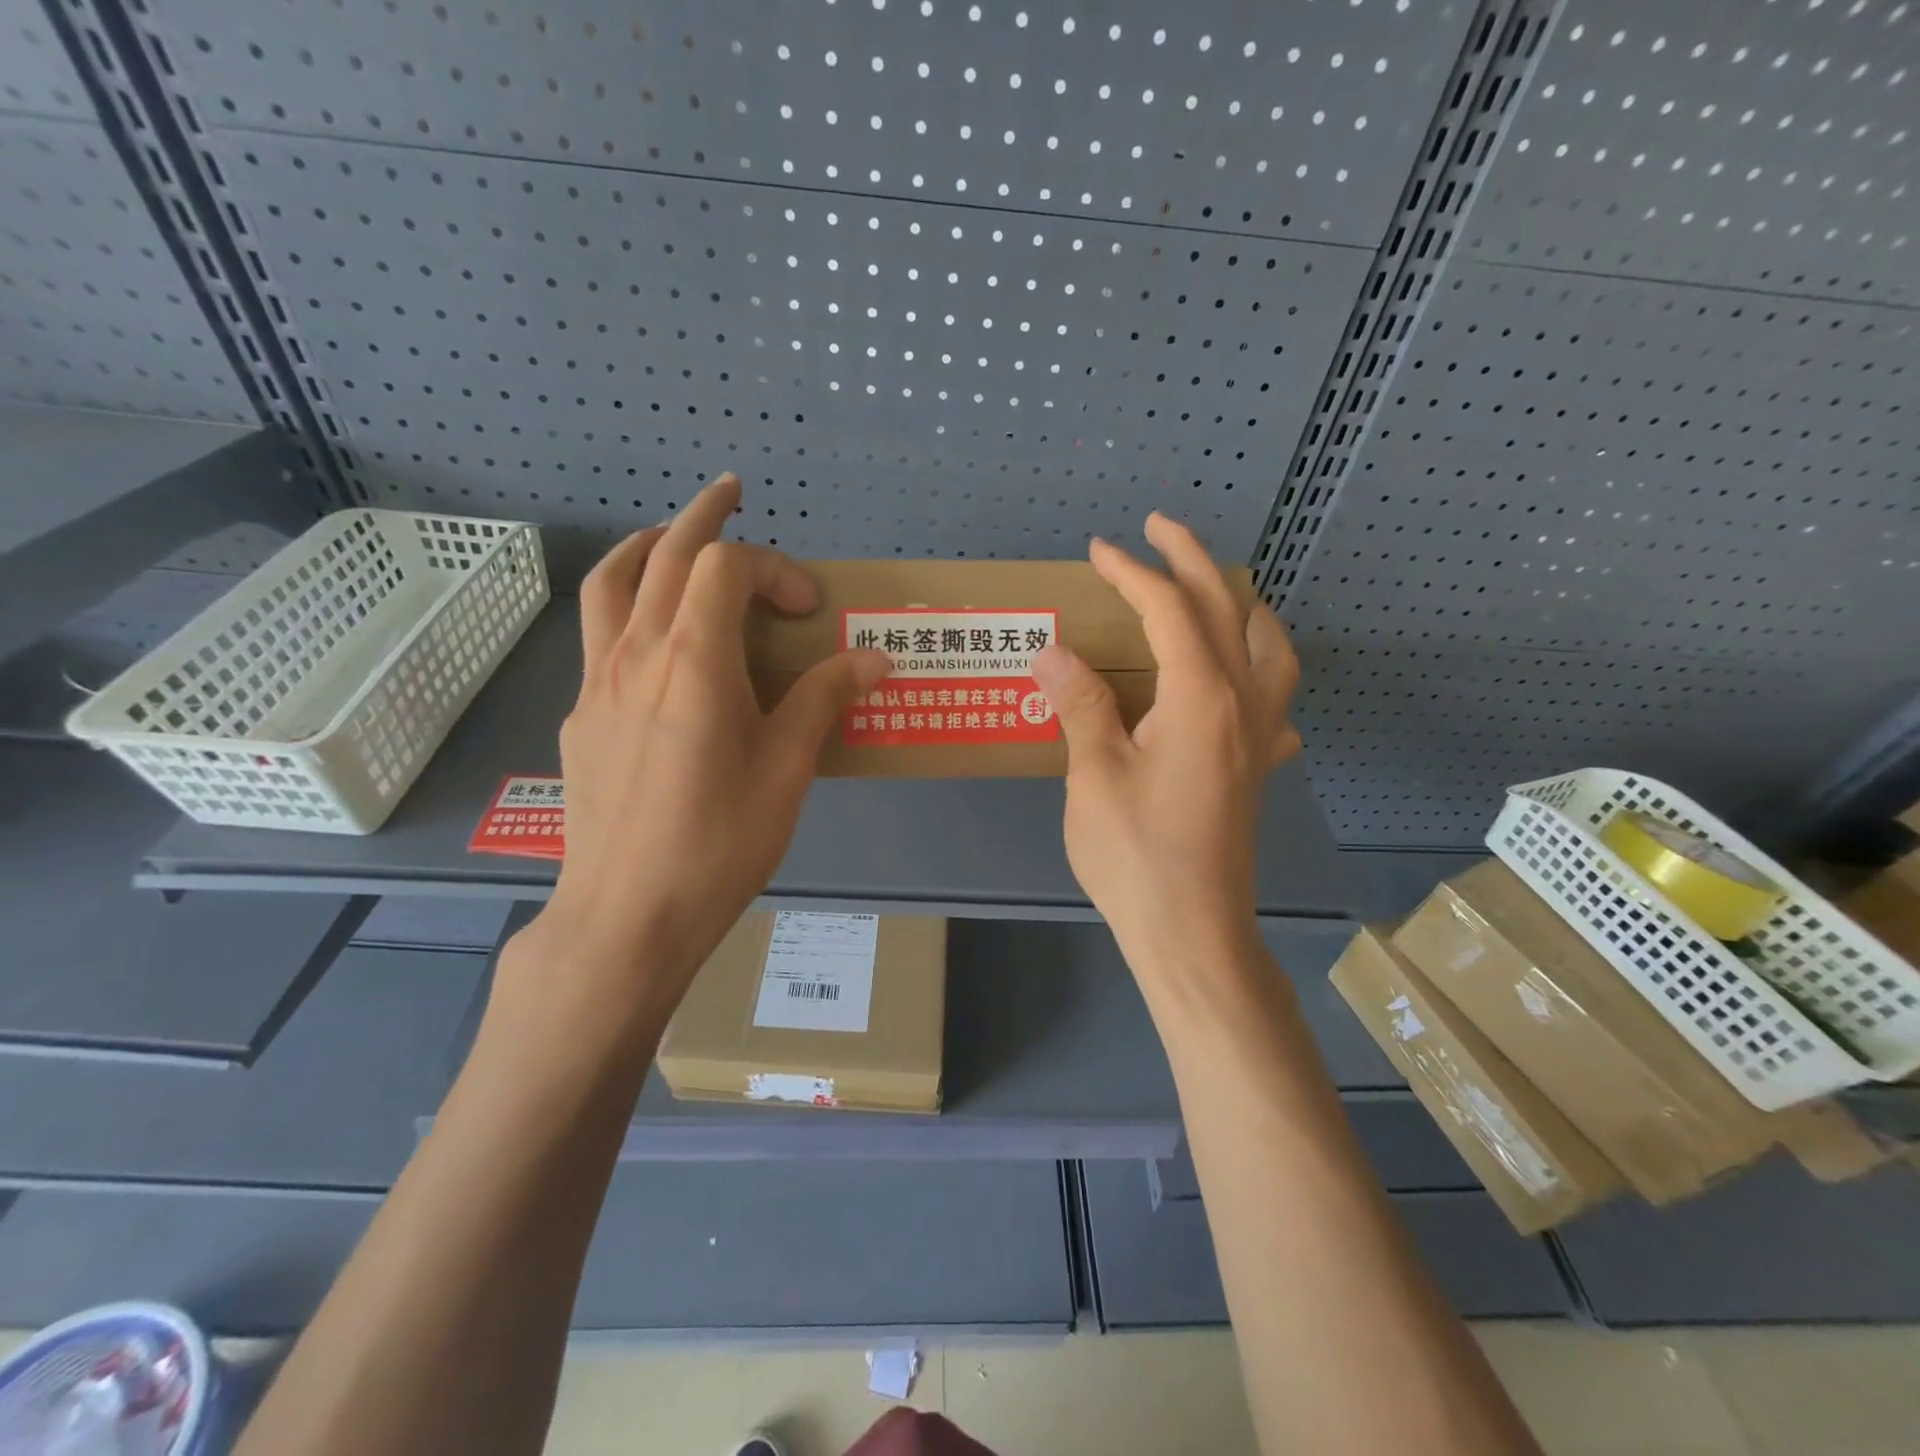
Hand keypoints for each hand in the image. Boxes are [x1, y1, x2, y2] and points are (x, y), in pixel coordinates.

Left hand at [519, 474, 889, 1017]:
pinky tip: (656, 648)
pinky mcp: (581, 717)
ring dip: (647, 548)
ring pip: (612, 584)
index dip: (773, 567)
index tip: (809, 606)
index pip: (725, 567)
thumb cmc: (719, 840)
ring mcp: (597, 683)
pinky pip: (601, 637)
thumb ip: (826, 700)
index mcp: (692, 659)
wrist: (627, 914)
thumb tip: (877, 658)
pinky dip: (630, 609)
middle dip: (701, 515)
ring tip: (672, 540)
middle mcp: (636, 654)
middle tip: (730, 494)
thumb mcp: (788, 768)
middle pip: (663, 555)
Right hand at [1031, 514, 1301, 977]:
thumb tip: (1053, 651)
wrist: (1192, 933)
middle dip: (1192, 561)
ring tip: (1216, 591)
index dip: (1132, 573)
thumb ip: (1079, 705)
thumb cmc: (1136, 856)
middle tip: (1160, 529)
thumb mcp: (1094, 776)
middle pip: (1226, 611)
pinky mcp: (1257, 770)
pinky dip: (1260, 670)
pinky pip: (1275, 701)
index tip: (1099, 550)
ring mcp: (1259, 739)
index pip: (1168, 611)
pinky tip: (1241, 683)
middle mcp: (1243, 705)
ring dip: (1242, 607)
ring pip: (1270, 650)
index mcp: (1201, 697)